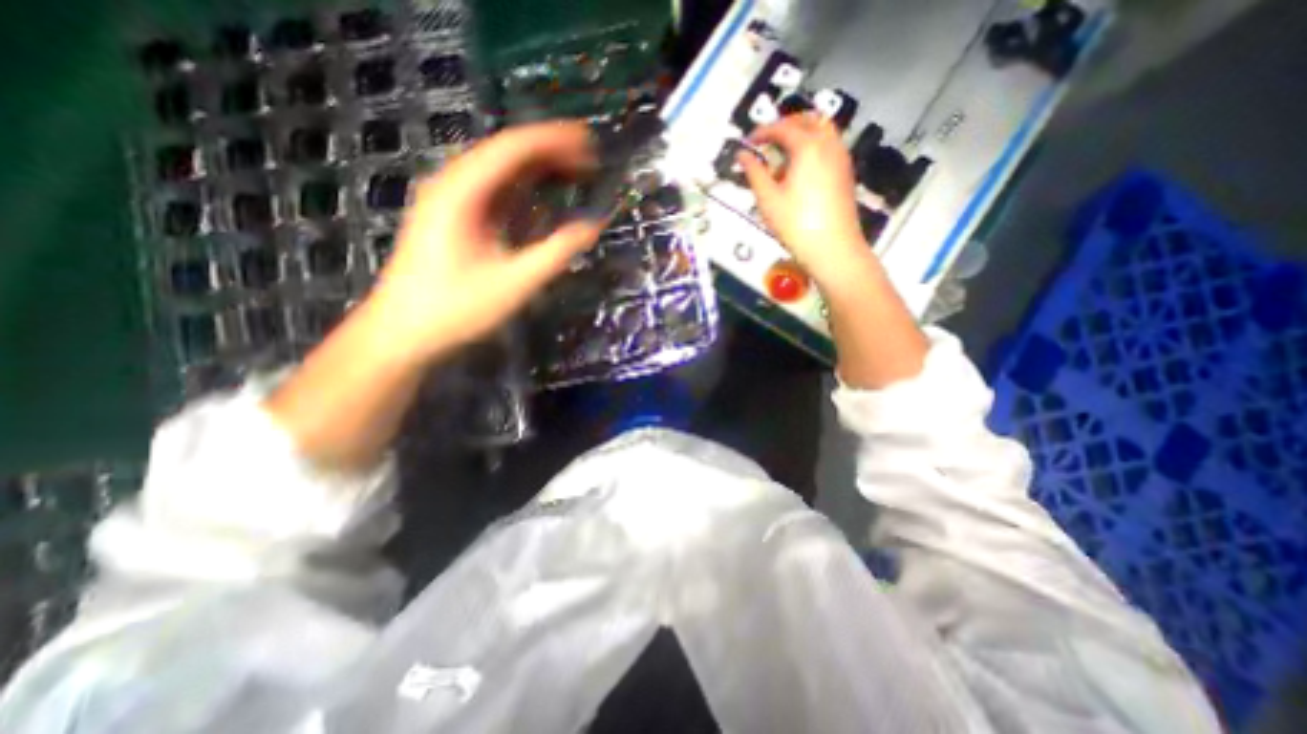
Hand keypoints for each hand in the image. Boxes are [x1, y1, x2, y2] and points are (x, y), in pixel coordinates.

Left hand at [371, 119, 603, 362]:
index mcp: (463, 192)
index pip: (513, 149)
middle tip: (589, 160)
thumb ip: (556, 252)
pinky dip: (522, 190)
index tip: (589, 143)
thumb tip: (592, 226)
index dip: (554, 141)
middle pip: (506, 154)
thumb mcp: (514, 283)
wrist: (403, 332)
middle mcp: (453, 185)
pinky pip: (493, 192)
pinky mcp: (453, 218)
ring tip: (574, 174)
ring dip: (537, 170)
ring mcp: (450, 200)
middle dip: (550, 152)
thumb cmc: (456, 308)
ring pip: (500, 171)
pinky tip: (543, 199)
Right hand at [739, 112, 872, 284]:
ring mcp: (841, 158)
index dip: (763, 132)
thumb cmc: (797, 225)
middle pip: (808, 120)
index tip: (749, 142)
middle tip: (767, 141)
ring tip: (782, 156)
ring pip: (822, 131)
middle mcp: (829, 145)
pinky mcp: (845, 173)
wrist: (833, 248)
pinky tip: (799, 171)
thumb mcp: (768, 200)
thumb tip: (743, 155)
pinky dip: (813, 147)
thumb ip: (754, 173)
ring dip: (801, 134)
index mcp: (808, 147)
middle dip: (785, 126)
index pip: (783, 128)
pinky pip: (829, 147)